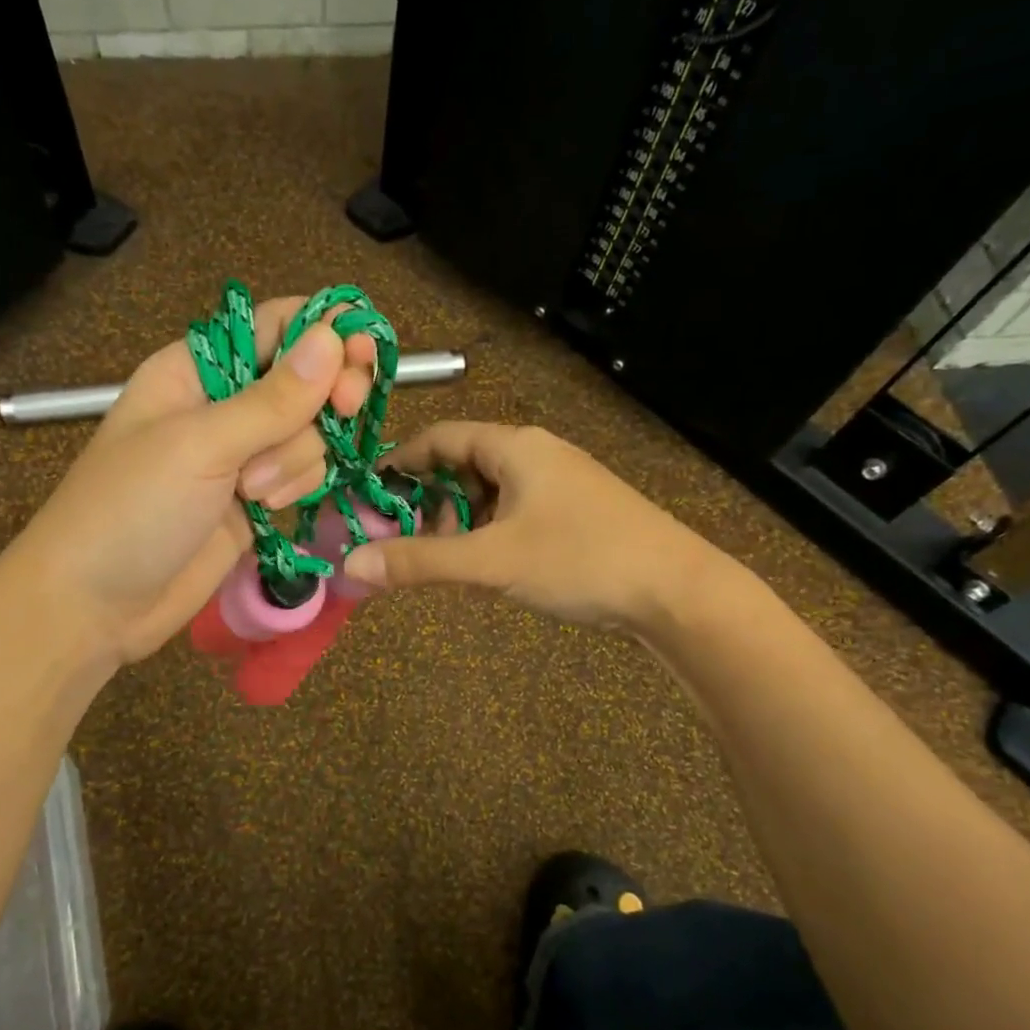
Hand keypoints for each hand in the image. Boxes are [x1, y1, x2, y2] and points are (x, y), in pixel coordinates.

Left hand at [7, 296, 376, 666]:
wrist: (95, 606)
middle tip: (344, 413)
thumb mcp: (200, 445)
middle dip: (325, 398)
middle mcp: (224, 403)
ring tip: (253, 493)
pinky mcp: (256, 500)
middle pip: (305, 378)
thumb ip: (273, 398)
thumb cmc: (132, 509)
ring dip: (297, 459)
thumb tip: (333, 336)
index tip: (365, 355)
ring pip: (310, 432)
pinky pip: (304, 474)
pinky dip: (298, 487)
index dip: (325, 332)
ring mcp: (242, 455)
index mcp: (197, 368)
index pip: (276, 325)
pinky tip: (267, 510)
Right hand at [341, 422, 729, 630]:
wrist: (677, 591)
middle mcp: (537, 455)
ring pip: (491, 494)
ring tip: (447, 562)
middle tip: (407, 541)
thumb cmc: (580, 559)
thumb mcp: (491, 561)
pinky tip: (486, 570)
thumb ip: (419, 561)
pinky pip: (515, 514)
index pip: (441, 437)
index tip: (370, 493)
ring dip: (460, 524)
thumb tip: (352, 565)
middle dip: (430, 502)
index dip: (401, 462)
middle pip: (464, 466)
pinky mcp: (576, 514)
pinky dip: (490, 535)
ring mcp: (560, 485)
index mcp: (515, 447)